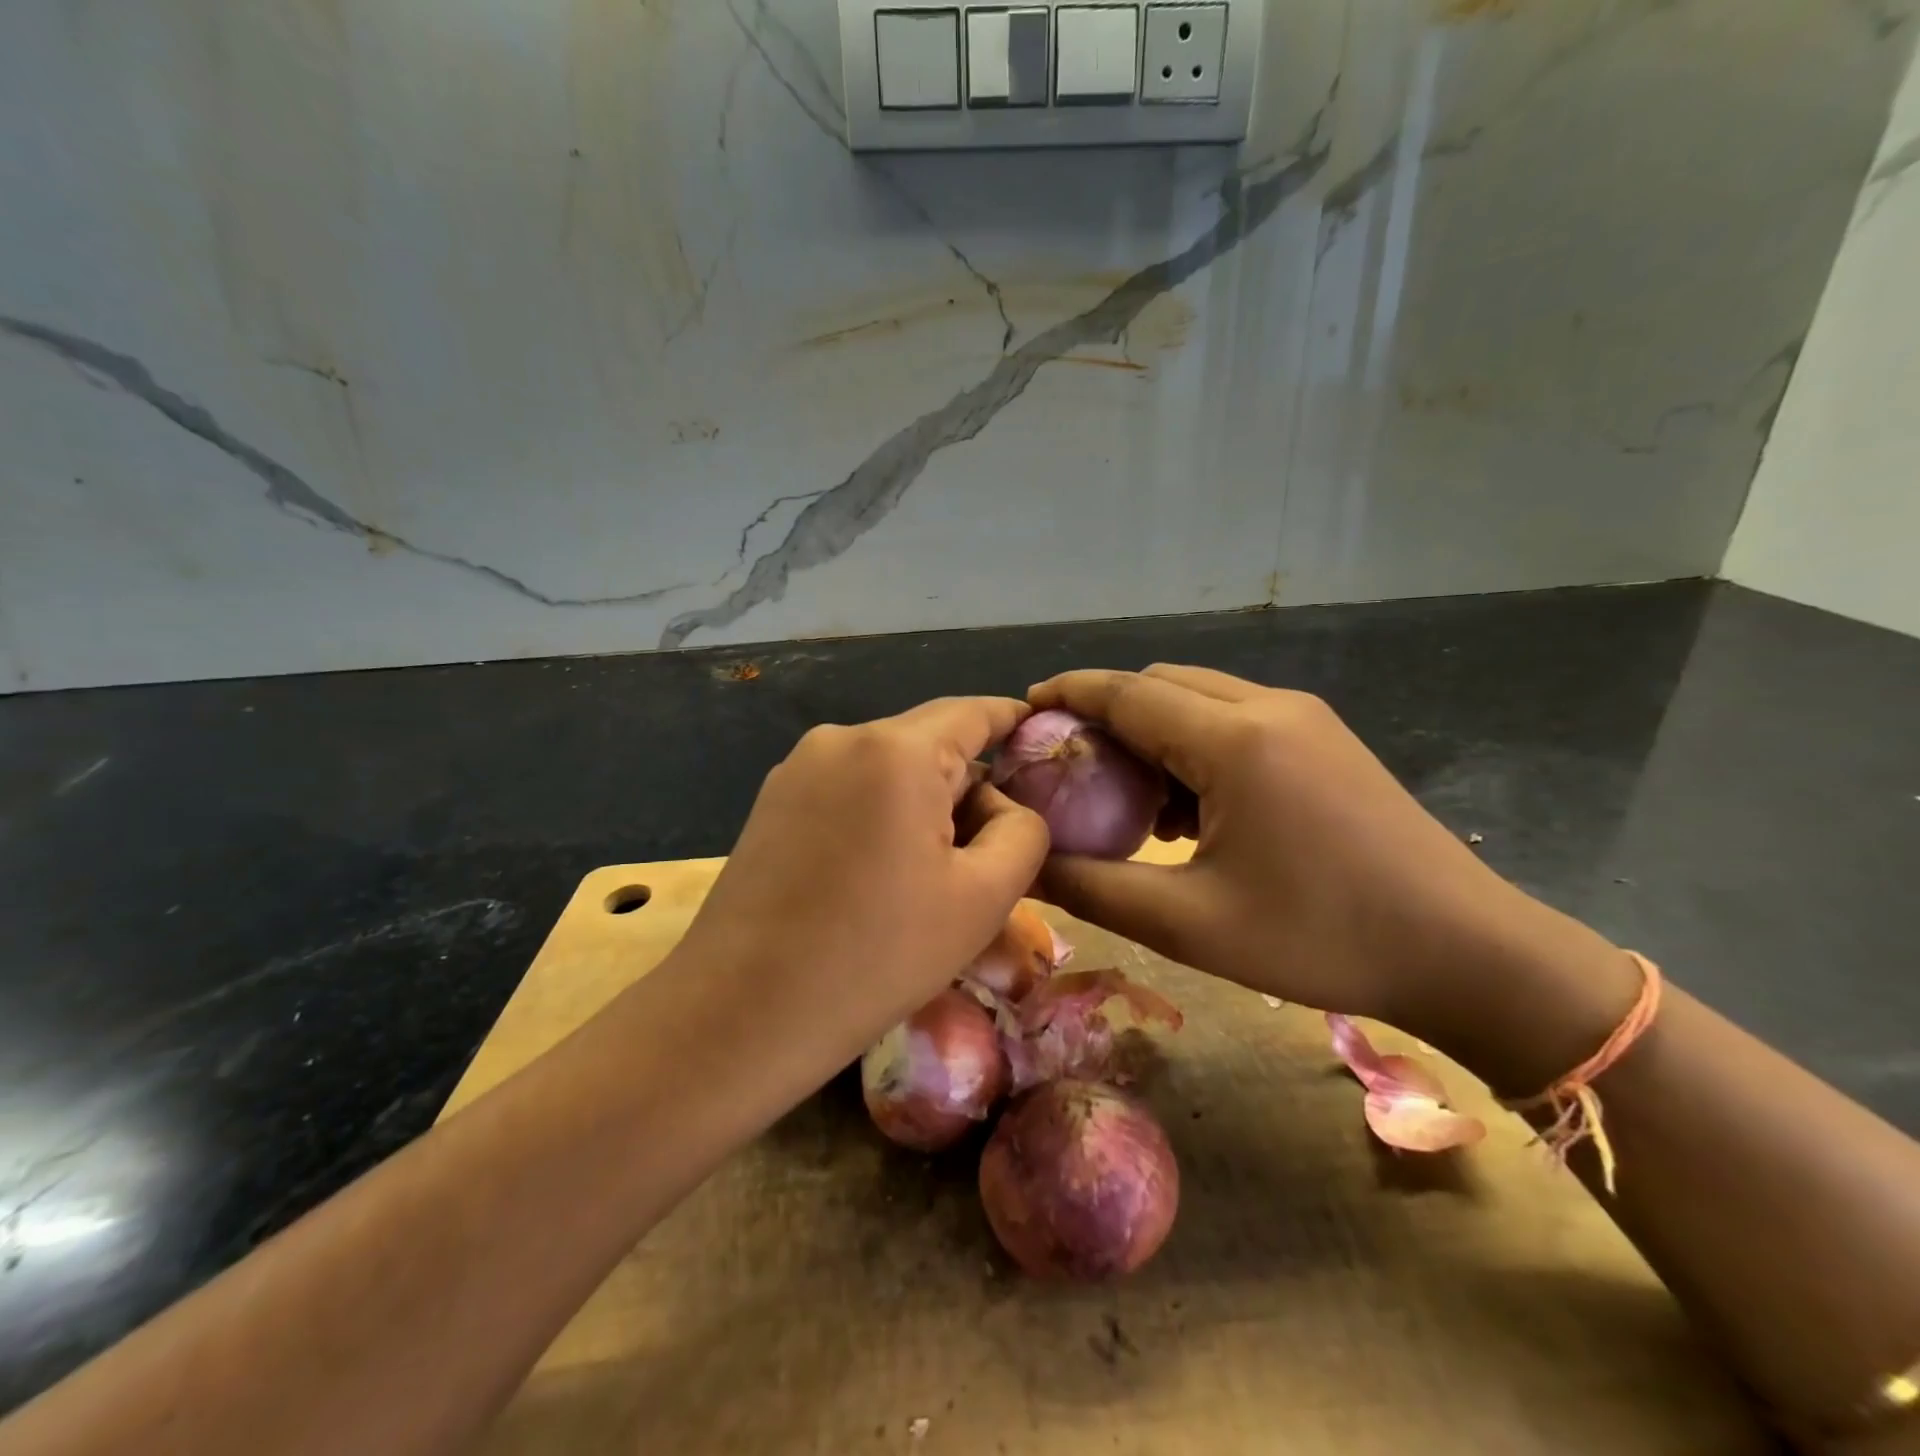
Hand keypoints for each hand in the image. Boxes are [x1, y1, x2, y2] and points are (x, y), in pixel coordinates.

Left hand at [677, 697, 1050, 1057]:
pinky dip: (881, 815)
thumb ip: (1023, 833)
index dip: (1014, 720)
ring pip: (889, 769)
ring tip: (932, 876)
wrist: (740, 1013)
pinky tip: (878, 876)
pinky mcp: (772, 801)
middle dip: (970, 784)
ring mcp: (798, 768)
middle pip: (930, 742)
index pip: (973, 712)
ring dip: (924, 805)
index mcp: (896, 751)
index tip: (1043, 740)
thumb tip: (1002, 806)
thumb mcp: (982, 900)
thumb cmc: (875, 956)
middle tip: (992, 851)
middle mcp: (841, 739)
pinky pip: (850, 789)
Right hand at [1027, 666, 1593, 1039]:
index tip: (1023, 708)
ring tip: (1127, 795)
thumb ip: (1093, 888)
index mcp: (1234, 741)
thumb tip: (1027, 864)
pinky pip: (1236, 720)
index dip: (1068, 693)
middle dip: (1106, 712)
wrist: (1467, 952)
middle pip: (1161, 684)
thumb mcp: (1189, 924)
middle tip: (1069, 765)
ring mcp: (1304, 719)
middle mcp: (1268, 708)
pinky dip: (1193, 744)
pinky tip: (1189, 807)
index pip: (1127, 692)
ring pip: (1200, 698)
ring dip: (1152, 730)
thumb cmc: (1320, 938)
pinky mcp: (1324, 739)